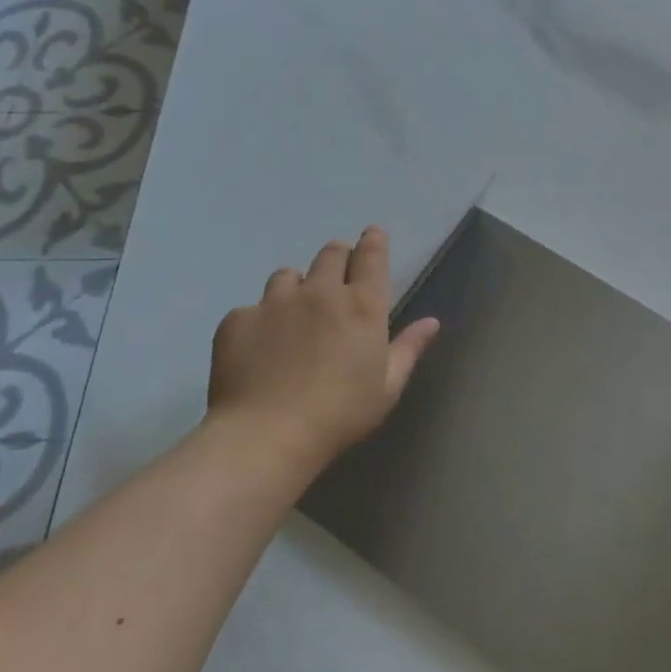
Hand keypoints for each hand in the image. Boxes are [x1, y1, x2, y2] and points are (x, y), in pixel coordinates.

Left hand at [207, 227, 440, 470]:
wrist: (266, 436)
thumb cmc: (340, 415)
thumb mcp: (387, 387)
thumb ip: (408, 349)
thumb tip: (432, 322)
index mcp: (362, 306)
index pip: (371, 256)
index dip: (373, 241)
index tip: (372, 236)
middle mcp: (321, 292)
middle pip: (330, 253)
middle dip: (338, 256)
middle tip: (337, 276)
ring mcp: (275, 302)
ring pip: (287, 275)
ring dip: (296, 286)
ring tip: (294, 313)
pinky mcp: (238, 319)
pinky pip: (251, 308)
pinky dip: (259, 321)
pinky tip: (259, 348)